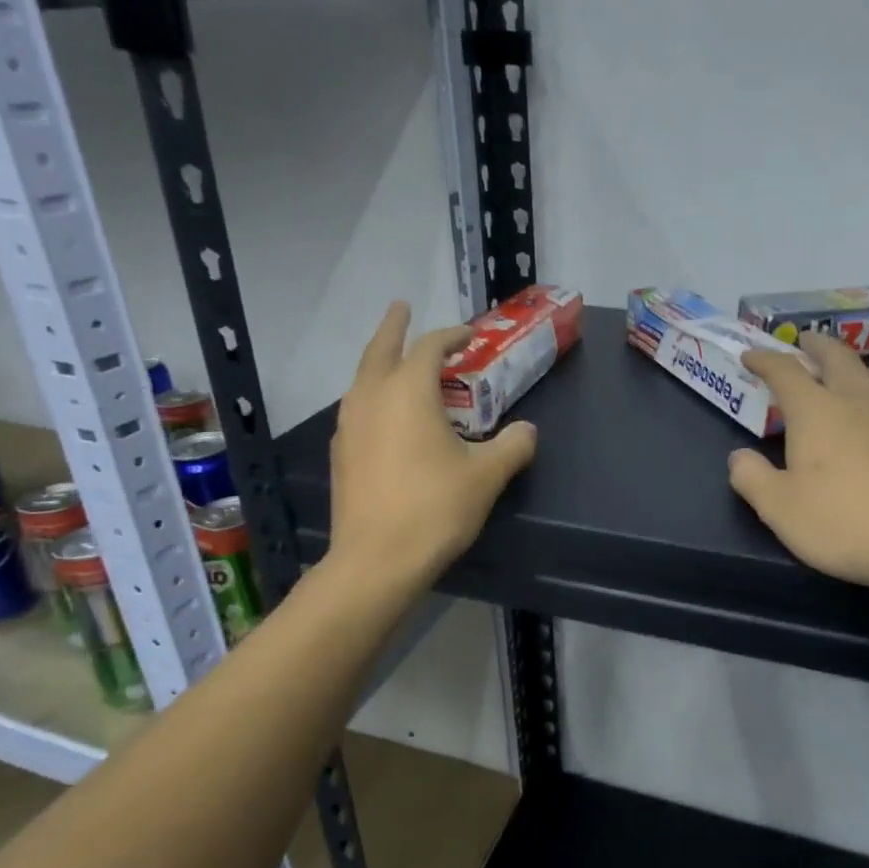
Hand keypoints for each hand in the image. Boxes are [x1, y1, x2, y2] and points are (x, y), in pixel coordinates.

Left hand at [328, 302, 536, 587]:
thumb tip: (527, 431)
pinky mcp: (341, 453)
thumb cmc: (435, 508)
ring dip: (380, 361)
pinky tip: (385, 416)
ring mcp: (349, 425)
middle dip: (394, 326)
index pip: (430, 347)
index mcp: (408, 391)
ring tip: (395, 361)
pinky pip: (357, 408)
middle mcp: (372, 397)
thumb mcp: (486, 475)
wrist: (376, 560)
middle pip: (380, 348)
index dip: (452, 335)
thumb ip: (513, 445)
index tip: (470, 335)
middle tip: (401, 307)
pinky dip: (372, 395)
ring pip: (362, 378)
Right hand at [729, 333, 868, 595]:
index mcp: (817, 410)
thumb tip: (739, 457)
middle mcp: (857, 401)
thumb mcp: (779, 508)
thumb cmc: (843, 521)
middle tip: (803, 342)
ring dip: (855, 365)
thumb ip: (752, 478)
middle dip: (815, 346)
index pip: (786, 371)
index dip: (765, 360)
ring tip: (846, 375)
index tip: (750, 356)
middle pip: (837, 357)